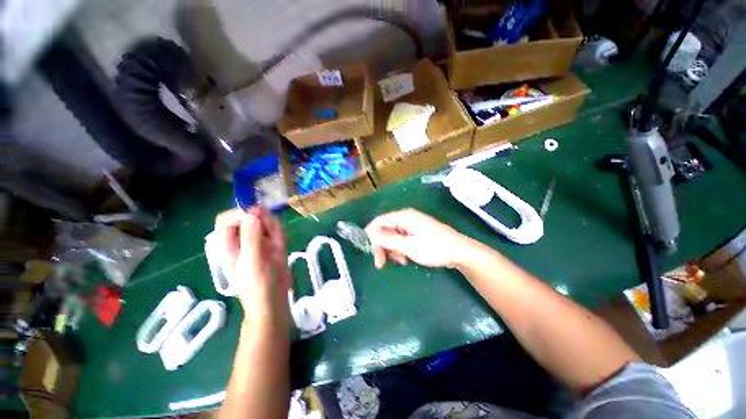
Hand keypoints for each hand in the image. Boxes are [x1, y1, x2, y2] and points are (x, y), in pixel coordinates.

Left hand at [214, 207, 289, 319]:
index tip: (258, 216)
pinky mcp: (272, 243)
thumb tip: (252, 213)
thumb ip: (251, 239)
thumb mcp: (252, 263)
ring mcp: (259, 240)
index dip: (240, 213)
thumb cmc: (258, 286)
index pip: (227, 220)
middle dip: (262, 219)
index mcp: (229, 245)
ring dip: (273, 225)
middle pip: (248, 217)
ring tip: (277, 242)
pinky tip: (281, 242)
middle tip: (272, 230)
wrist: (274, 300)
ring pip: (264, 221)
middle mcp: (243, 239)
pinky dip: (279, 231)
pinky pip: (276, 229)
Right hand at [365, 208, 469, 268]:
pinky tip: (406, 258)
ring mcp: (411, 225)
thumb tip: (370, 234)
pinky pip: (401, 239)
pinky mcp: (416, 232)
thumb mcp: (408, 246)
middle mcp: (406, 218)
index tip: (369, 252)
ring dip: (392, 250)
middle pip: (385, 230)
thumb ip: (388, 240)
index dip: (371, 235)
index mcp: (403, 216)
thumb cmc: (434, 248)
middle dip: (382, 246)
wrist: (460, 252)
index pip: (379, 221)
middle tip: (381, 263)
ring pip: (392, 236)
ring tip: (401, 261)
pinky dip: (400, 249)